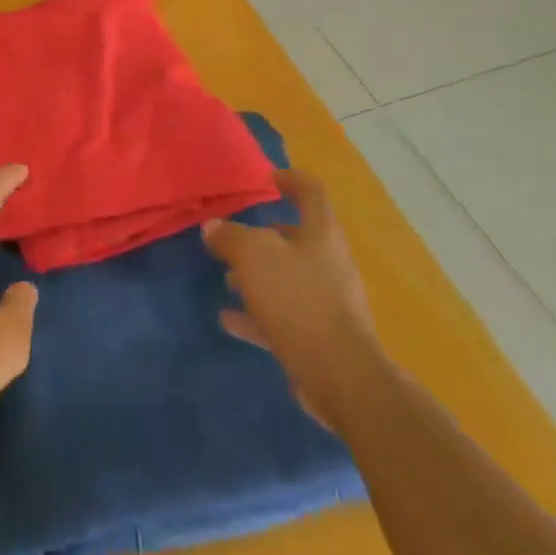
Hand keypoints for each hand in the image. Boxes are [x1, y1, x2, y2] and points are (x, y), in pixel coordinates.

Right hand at [203, 169, 379, 429]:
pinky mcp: (321, 337)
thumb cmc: (299, 300)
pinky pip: (284, 316)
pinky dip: (257, 313)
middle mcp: (330, 263)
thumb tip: (214, 227)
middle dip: (264, 237)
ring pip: (289, 278)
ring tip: (228, 279)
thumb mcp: (254, 257)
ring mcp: (329, 302)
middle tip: (234, 238)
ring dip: (258, 276)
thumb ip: (231, 237)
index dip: (292, 180)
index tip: (269, 178)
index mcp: (322, 235)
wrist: (341, 376)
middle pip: (298, 238)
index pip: (312, 194)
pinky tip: (229, 319)